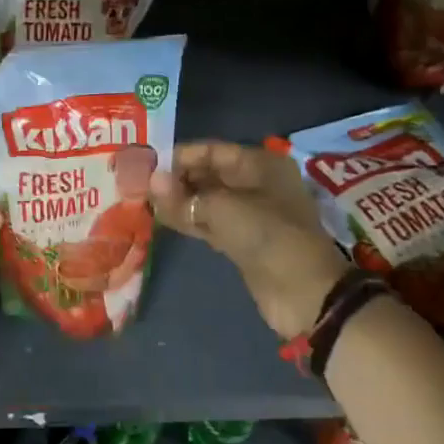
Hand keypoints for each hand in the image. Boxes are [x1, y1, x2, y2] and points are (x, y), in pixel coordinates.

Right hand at [150, 141, 345, 338]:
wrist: (304, 292)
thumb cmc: (268, 236)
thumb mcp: (225, 209)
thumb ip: (185, 196)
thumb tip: (152, 181)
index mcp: (260, 165)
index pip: (212, 151)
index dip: (180, 156)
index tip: (146, 164)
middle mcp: (256, 184)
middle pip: (209, 174)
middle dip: (177, 179)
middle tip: (139, 184)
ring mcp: (250, 214)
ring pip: (207, 201)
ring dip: (179, 201)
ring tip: (144, 201)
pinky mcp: (242, 241)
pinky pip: (210, 223)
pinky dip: (189, 221)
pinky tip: (161, 219)